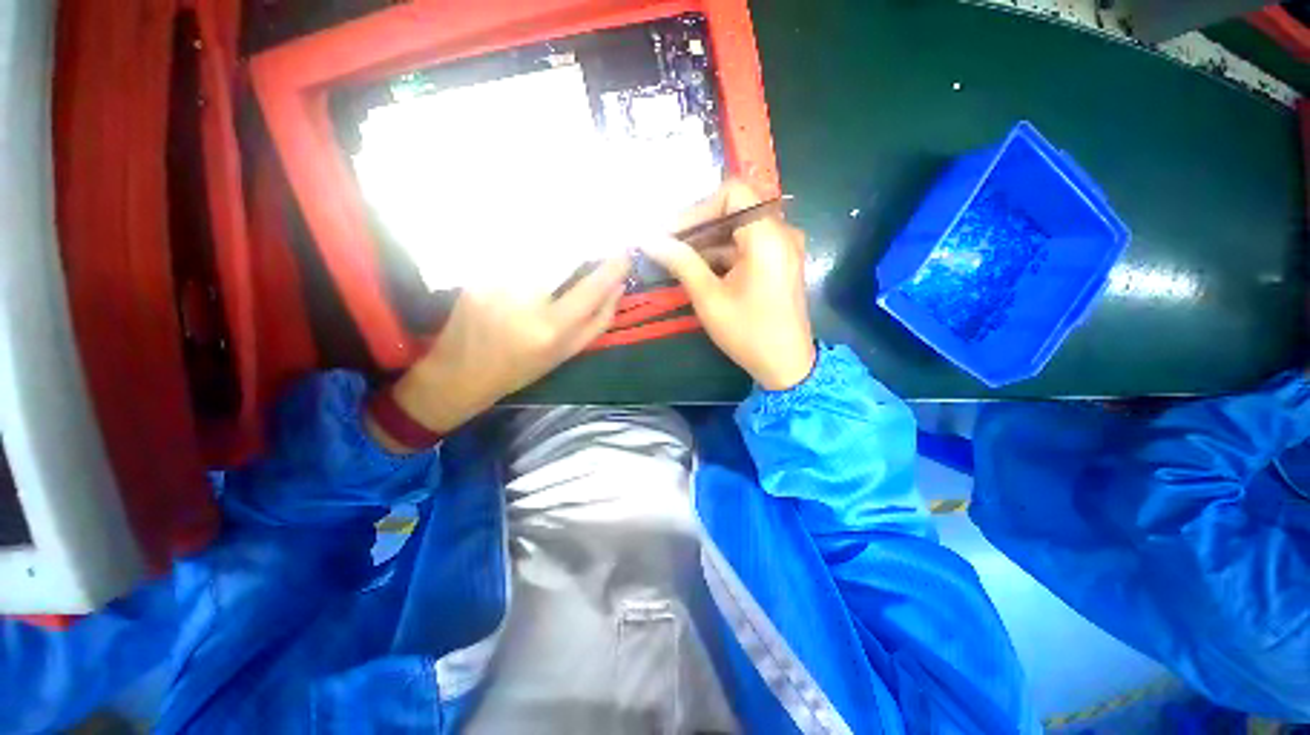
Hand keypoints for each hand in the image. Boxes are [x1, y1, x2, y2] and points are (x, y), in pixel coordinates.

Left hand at [369, 257, 630, 449]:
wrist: (460, 373)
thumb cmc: (520, 369)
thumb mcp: (566, 354)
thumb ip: (597, 321)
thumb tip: (618, 288)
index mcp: (550, 328)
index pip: (590, 289)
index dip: (611, 269)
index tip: (625, 254)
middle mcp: (524, 301)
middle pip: (563, 260)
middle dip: (579, 252)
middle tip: (587, 253)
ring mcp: (496, 284)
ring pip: (538, 255)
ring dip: (553, 255)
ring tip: (551, 264)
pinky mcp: (476, 275)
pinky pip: (514, 257)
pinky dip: (528, 259)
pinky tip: (523, 273)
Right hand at [644, 180, 815, 390]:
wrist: (786, 365)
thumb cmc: (747, 333)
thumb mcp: (709, 299)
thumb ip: (681, 263)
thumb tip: (649, 239)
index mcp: (768, 237)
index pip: (733, 193)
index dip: (698, 208)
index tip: (672, 232)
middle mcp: (782, 233)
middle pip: (736, 209)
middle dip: (699, 225)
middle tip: (668, 244)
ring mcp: (784, 248)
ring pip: (740, 228)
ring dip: (708, 241)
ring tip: (677, 259)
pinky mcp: (781, 262)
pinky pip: (748, 245)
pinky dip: (723, 253)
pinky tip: (700, 269)